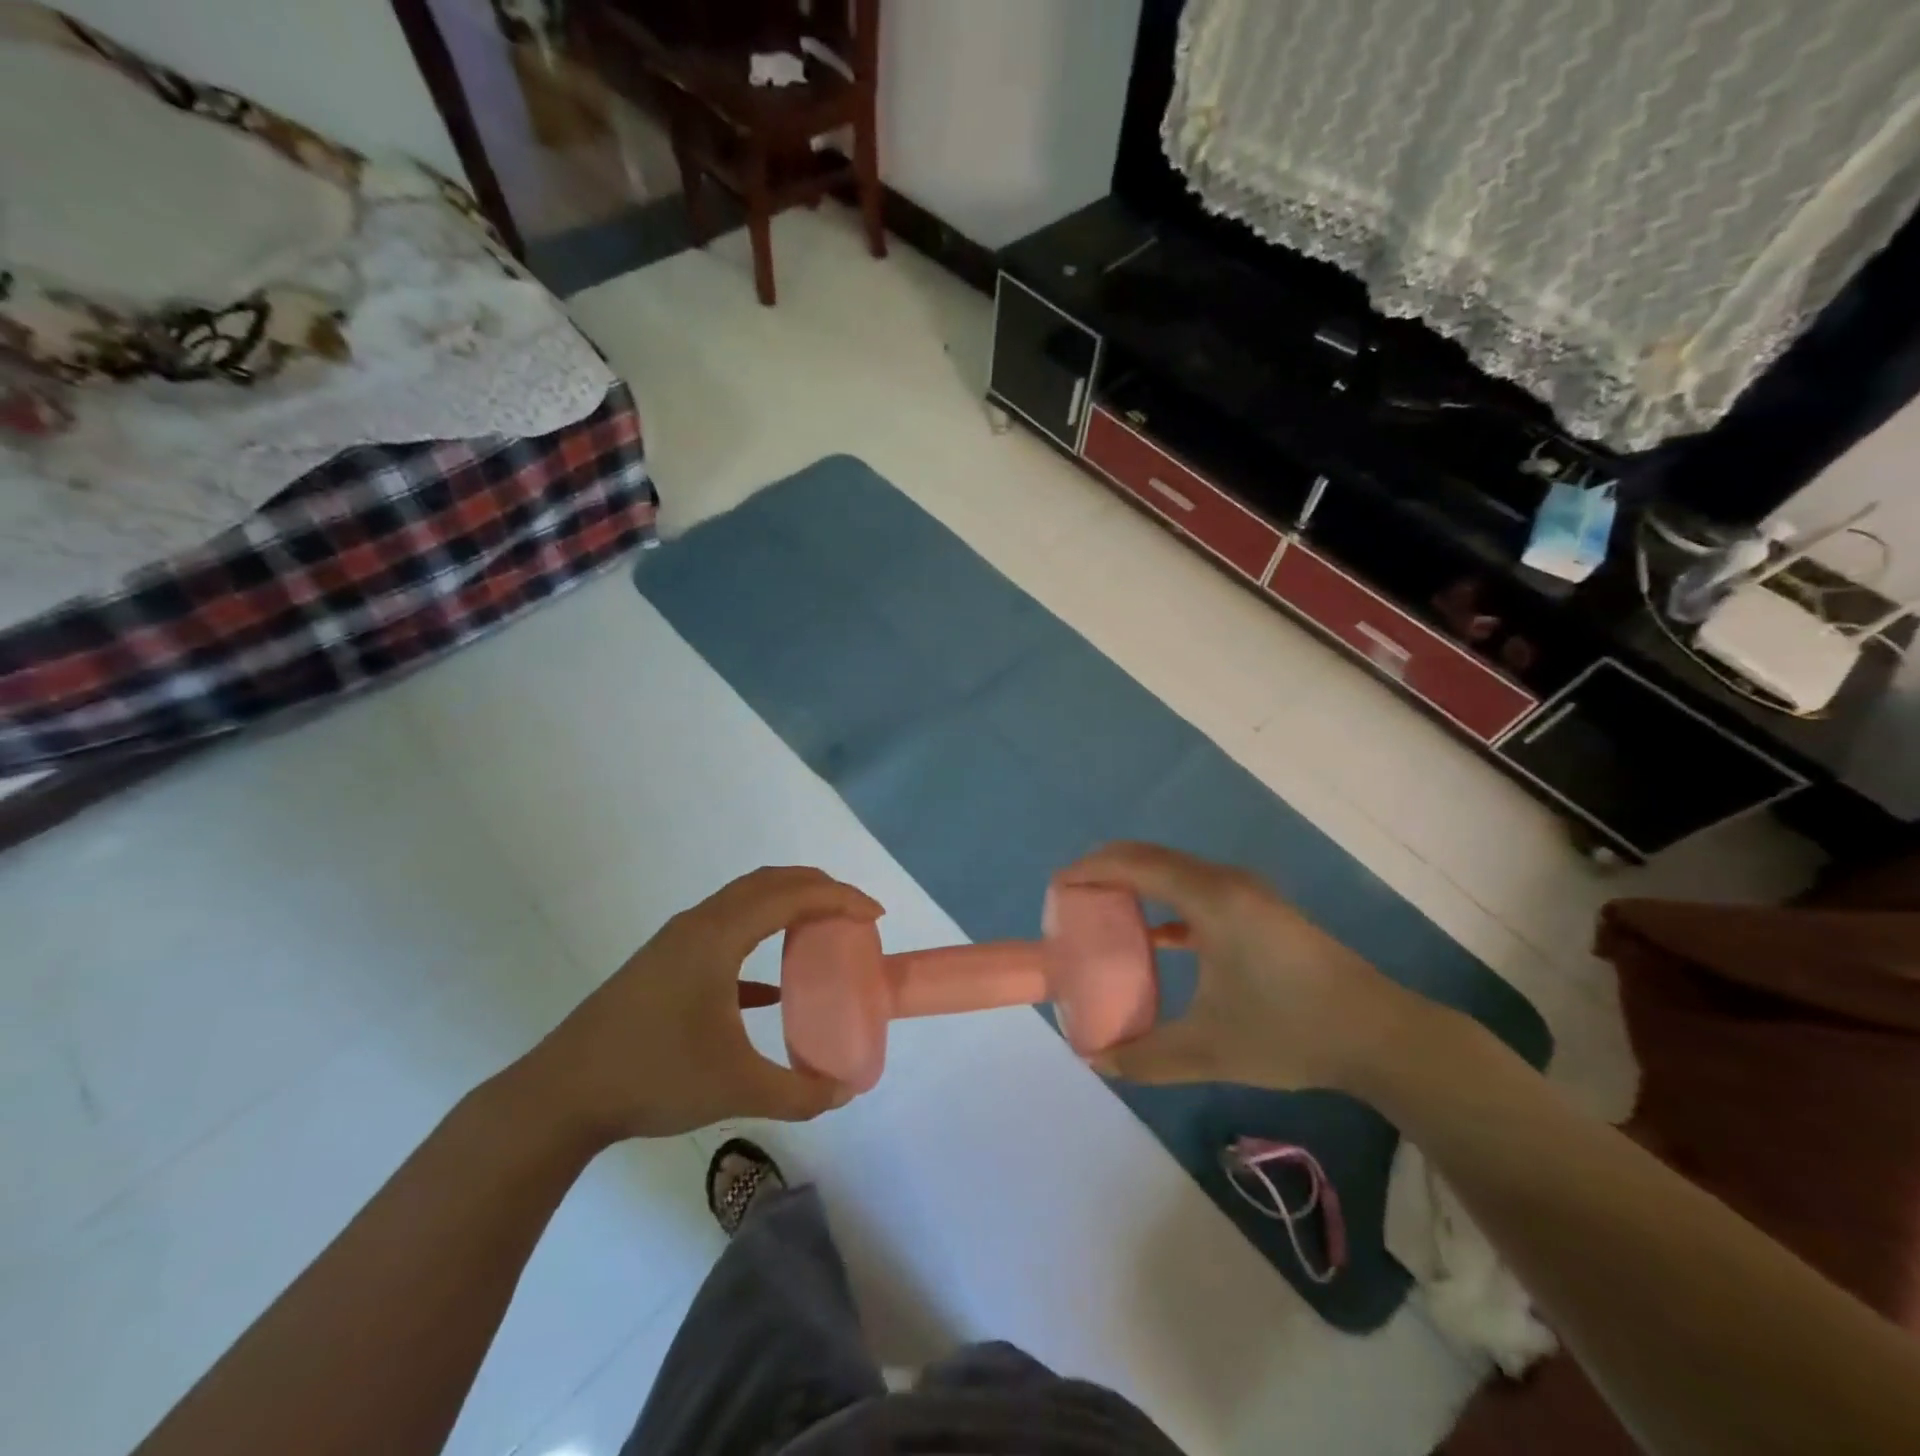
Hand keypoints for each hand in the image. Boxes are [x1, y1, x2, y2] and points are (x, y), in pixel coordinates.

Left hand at [516, 867, 883, 1141]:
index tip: (875, 915)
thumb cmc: (652, 1077)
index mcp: (718, 936)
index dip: (839, 898)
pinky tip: (773, 987)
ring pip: (743, 902)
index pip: (791, 896)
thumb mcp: (735, 1087)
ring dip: (786, 905)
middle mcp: (699, 925)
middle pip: (768, 883)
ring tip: (821, 930)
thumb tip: (844, 1092)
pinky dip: (759, 938)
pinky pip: (724, 932)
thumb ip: (798, 1092)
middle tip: (855, 912)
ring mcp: (677, 943)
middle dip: (817, 888)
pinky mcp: (664, 965)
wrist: (560, 1097)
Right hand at [1059, 843, 1417, 1091]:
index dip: (1091, 870)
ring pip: (1176, 871)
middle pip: (1151, 857)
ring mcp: (1248, 893)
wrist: (1381, 1035)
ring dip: (1137, 883)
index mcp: (1211, 899)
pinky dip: (1166, 902)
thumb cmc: (1290, 1032)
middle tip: (1071, 898)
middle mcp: (1226, 882)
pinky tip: (1158, 937)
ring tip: (1104, 910)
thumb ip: (1145, 1056)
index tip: (1057, 887)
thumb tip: (1096, 1061)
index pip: (1135, 864)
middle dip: (1106, 870)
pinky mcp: (1261, 910)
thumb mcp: (1209, 1051)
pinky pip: (1198, 890)